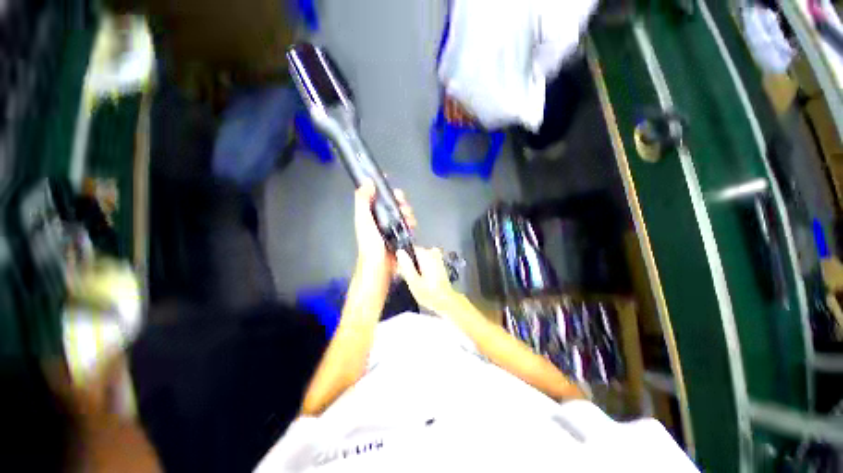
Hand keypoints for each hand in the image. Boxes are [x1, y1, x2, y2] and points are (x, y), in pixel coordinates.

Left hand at [354, 180, 415, 280]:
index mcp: (370, 214)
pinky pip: (408, 225)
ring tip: (409, 218)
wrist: (380, 267)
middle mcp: (381, 219)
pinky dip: (411, 223)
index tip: (390, 183)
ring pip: (402, 213)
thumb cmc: (370, 243)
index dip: (383, 188)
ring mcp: (392, 228)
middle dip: (400, 201)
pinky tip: (412, 226)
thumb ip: (363, 201)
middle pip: (392, 204)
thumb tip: (368, 181)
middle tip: (403, 203)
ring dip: (407, 212)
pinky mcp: (401, 235)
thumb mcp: (363, 220)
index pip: (377, 196)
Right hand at [396, 246, 461, 314]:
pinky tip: (420, 279)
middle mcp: (432, 252)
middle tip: (406, 278)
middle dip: (408, 264)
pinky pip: (424, 261)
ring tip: (413, 280)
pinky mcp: (438, 263)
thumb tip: (399, 251)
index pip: (408, 249)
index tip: (399, 270)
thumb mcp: (413, 281)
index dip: (402, 259)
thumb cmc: (429, 293)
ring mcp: (437, 257)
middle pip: (413, 254)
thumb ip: (406, 265)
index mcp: (426, 254)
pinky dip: (421, 268)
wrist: (446, 301)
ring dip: (414, 267)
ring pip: (418, 258)